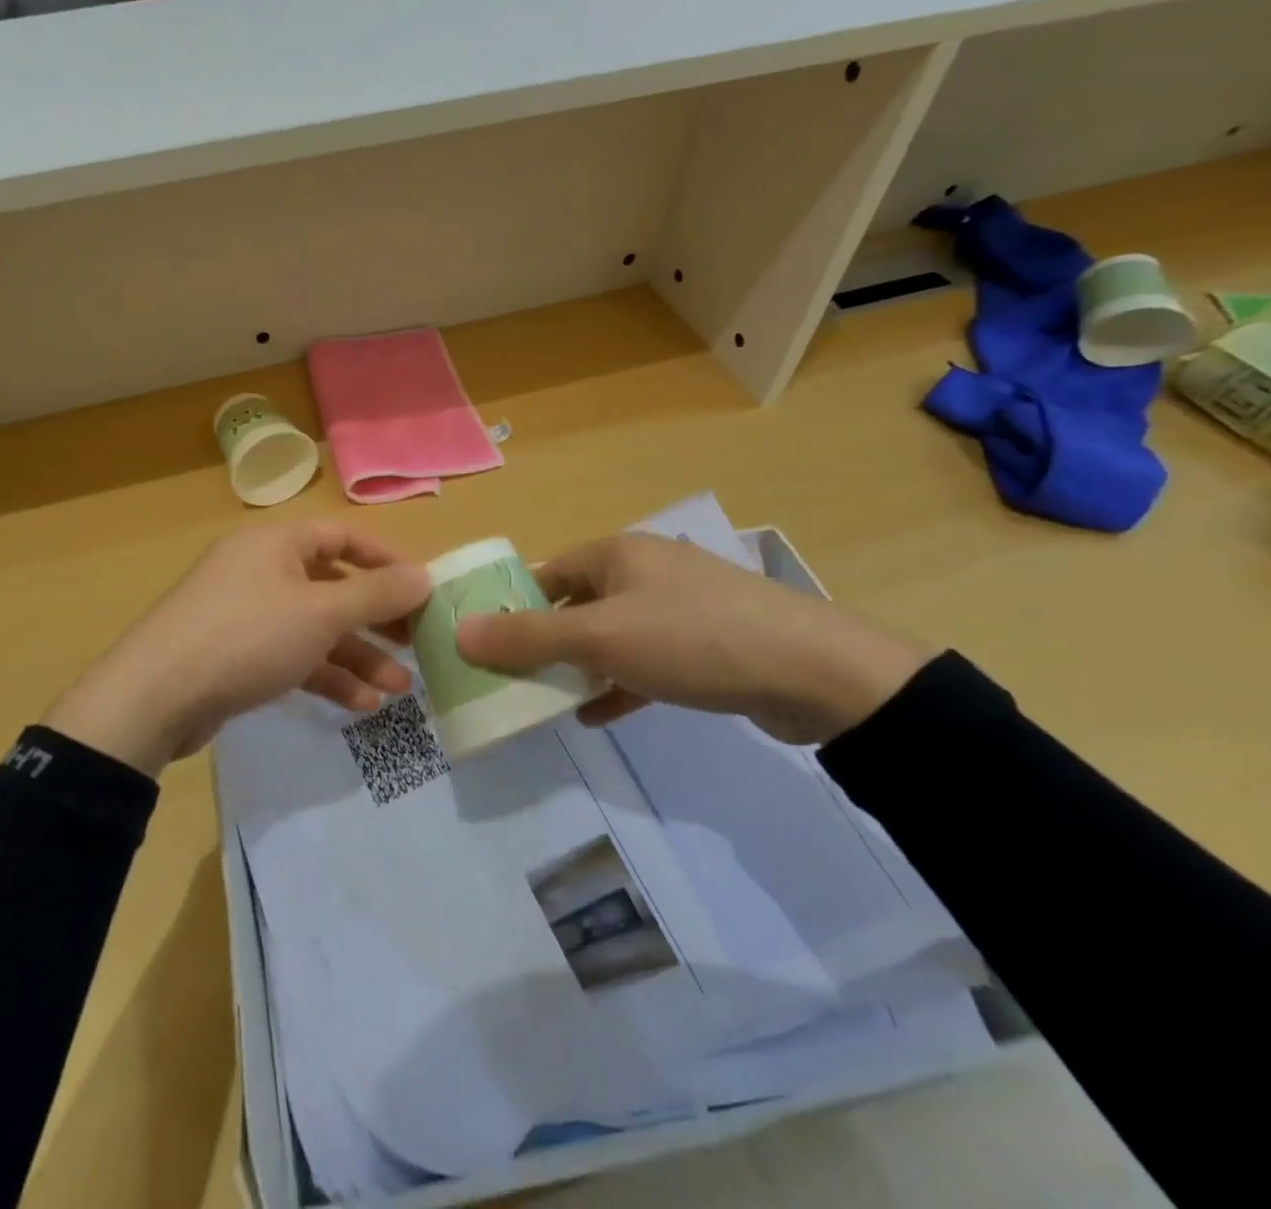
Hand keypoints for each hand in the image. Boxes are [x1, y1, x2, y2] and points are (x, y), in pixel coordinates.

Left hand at [44, 521, 430, 775]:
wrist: (156, 696)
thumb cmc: (247, 636)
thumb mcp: (321, 613)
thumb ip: (376, 595)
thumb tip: (424, 576)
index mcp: (277, 544)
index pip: (343, 537)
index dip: (386, 560)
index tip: (422, 589)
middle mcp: (262, 571)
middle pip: (333, 587)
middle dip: (377, 619)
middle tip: (417, 643)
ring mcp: (247, 615)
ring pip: (315, 629)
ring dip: (358, 656)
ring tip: (400, 687)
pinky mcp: (237, 656)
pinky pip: (292, 657)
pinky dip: (326, 676)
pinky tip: (361, 704)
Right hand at [453, 533, 931, 745]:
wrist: (813, 672)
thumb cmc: (692, 639)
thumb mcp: (599, 638)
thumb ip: (527, 638)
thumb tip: (458, 631)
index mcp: (617, 554)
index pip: (546, 573)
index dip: (511, 606)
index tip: (485, 644)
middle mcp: (645, 572)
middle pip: (575, 605)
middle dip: (543, 642)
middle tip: (510, 680)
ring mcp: (678, 608)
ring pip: (610, 635)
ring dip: (579, 667)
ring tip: (546, 701)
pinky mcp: (705, 645)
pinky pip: (645, 661)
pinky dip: (618, 684)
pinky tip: (596, 716)